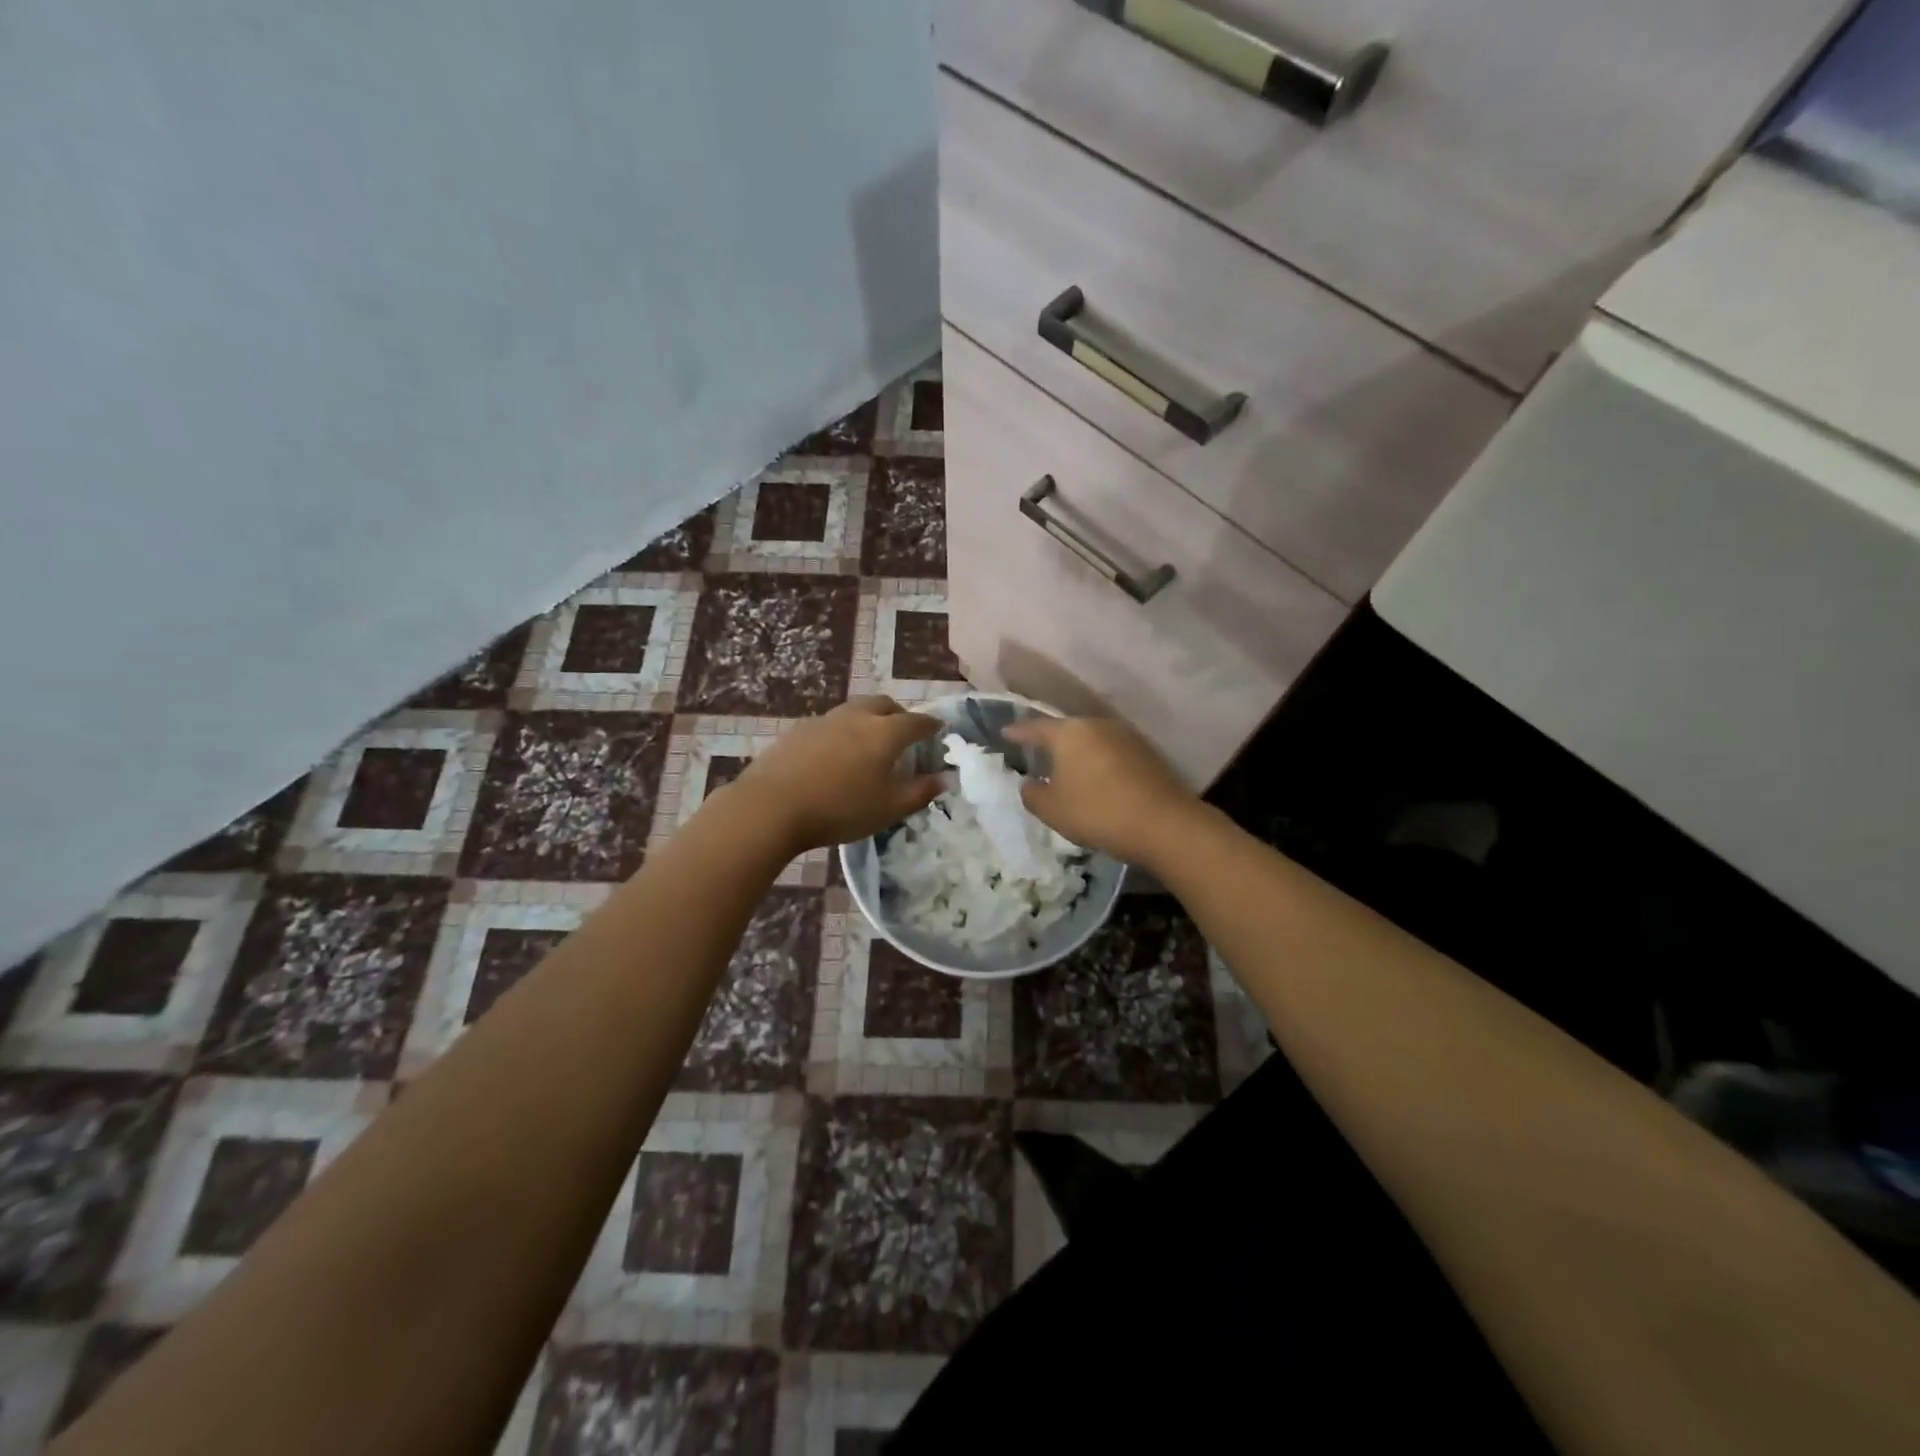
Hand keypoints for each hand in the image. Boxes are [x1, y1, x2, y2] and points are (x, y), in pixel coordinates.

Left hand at [733, 697, 943, 852]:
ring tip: (870, 743)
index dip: (931, 726)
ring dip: (869, 720)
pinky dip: (843, 733)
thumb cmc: (841, 809)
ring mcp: (825, 720)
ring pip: (855, 711)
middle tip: (904, 733)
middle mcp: (858, 717)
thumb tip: (945, 778)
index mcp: (885, 732)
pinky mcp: (799, 730)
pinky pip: (831, 724)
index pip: (917, 722)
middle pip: (885, 705)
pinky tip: (836, 755)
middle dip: (900, 715)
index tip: (938, 729)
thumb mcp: (889, 808)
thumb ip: (921, 792)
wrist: (772, 806)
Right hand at [1002, 716, 1199, 867]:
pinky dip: (1098, 762)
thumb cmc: (1097, 812)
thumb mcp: (1052, 810)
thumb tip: (1029, 784)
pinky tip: (1096, 778)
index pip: (1034, 727)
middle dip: (1049, 740)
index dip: (1017, 732)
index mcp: (1068, 733)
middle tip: (1035, 752)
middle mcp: (1096, 725)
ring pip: (1090, 739)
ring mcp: (1125, 736)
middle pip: (1066, 730)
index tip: (1005, 733)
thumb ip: (1032, 794)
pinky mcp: (1146, 752)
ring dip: (1077, 752)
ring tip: (1066, 767)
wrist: (1164, 823)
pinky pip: (1111, 751)